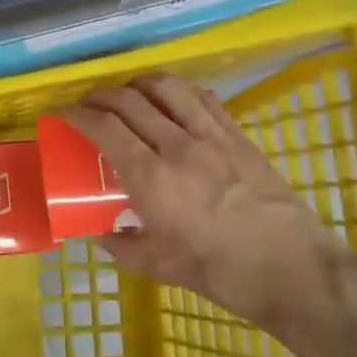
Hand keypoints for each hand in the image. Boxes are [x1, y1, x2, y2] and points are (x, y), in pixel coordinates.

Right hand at [65, 73, 356, 338]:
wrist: (293, 270)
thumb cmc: (221, 272)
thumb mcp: (160, 266)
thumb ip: (124, 247)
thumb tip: (103, 236)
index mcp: (151, 177)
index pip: (104, 128)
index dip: (77, 114)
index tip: (63, 113)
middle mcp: (177, 146)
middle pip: (130, 100)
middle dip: (101, 96)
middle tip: (89, 105)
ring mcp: (212, 137)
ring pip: (168, 88)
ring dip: (139, 84)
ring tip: (129, 94)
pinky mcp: (239, 137)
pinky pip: (204, 99)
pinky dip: (180, 91)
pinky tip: (174, 100)